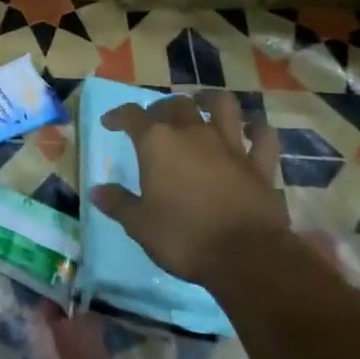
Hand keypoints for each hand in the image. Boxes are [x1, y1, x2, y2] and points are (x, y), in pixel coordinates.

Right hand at [89, 92, 286, 283]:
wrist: (246, 257)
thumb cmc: (184, 238)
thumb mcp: (140, 226)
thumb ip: (118, 203)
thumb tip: (96, 190)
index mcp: (157, 143)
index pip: (132, 115)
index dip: (118, 115)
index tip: (110, 123)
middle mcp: (192, 133)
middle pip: (175, 105)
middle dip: (162, 109)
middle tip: (155, 122)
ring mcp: (230, 145)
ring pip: (223, 106)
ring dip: (211, 101)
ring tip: (203, 105)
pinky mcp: (259, 164)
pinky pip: (263, 137)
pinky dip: (257, 130)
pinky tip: (251, 132)